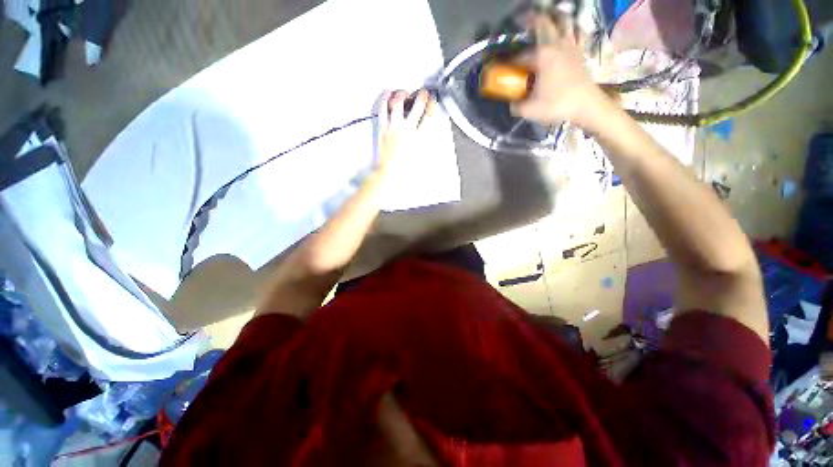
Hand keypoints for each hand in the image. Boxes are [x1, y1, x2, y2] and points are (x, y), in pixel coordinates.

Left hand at [374, 89, 436, 171]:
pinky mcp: (382, 129)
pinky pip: (382, 109)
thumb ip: (426, 147)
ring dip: (403, 94)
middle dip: (422, 96)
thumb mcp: (422, 160)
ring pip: (398, 103)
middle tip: (423, 93)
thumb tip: (428, 139)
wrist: (389, 174)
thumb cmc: (405, 171)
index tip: (433, 102)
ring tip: (404, 92)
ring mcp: (393, 127)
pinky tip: (387, 94)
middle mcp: (407, 129)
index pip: (429, 116)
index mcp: (419, 138)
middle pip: (417, 106)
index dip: (432, 106)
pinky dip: (385, 99)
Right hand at [511, 14, 608, 128]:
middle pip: (544, 23)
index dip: (510, 62)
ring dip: (554, 17)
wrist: (586, 105)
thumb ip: (517, 106)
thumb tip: (512, 103)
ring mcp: (571, 45)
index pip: (520, 56)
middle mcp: (556, 44)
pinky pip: (578, 32)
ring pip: (564, 21)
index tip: (504, 67)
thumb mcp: (530, 110)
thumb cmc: (557, 104)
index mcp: (542, 56)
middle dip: (531, 19)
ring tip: (547, 17)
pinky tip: (569, 30)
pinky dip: (572, 28)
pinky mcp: (581, 51)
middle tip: (522, 18)